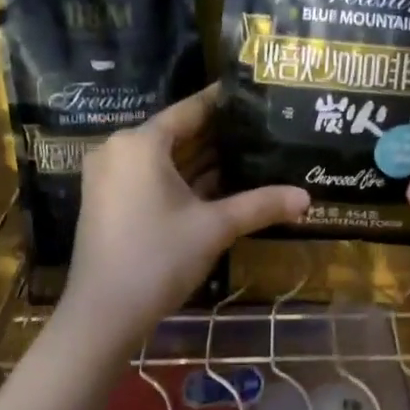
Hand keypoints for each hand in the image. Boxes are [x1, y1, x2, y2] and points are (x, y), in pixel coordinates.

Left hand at [58, 85, 308, 349]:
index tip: (255, 94)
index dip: (224, 102)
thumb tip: (306, 198)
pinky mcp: (109, 201)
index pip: (190, 110)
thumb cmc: (158, 258)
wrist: (103, 315)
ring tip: (250, 153)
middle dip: (218, 135)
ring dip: (203, 160)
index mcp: (141, 143)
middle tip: (262, 128)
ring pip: (165, 158)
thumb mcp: (215, 228)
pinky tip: (221, 184)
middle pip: (177, 133)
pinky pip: (152, 177)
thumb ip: (260, 205)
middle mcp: (120, 150)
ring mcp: (110, 177)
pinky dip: (183, 179)